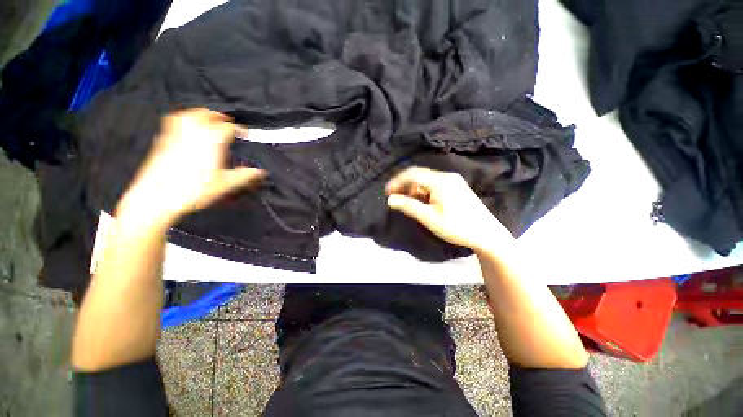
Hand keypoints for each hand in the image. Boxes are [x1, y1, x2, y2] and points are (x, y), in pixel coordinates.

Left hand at [116, 108, 264, 226]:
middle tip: (227, 122)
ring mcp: (176, 135)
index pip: (228, 128)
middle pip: (207, 115)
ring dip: (201, 114)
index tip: (246, 133)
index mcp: (211, 142)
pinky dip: (183, 119)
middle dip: (219, 116)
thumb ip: (244, 176)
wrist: (156, 197)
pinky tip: (186, 127)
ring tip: (208, 119)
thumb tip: (260, 172)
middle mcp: (194, 134)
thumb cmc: (194, 190)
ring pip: (189, 115)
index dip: (239, 129)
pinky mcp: (163, 141)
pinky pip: (174, 122)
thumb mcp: (224, 185)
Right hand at [385, 167, 512, 251]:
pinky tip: (420, 201)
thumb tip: (390, 199)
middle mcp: (447, 176)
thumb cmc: (457, 227)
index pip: (413, 174)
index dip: (397, 181)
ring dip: (413, 188)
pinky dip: (423, 191)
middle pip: (419, 175)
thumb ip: (409, 206)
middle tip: (394, 197)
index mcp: (441, 181)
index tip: (386, 192)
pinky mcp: (455, 187)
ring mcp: (452, 181)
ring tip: (405, 201)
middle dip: (404, 184)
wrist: (486, 234)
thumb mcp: (430, 218)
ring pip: (426, 180)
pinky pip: (434, 185)